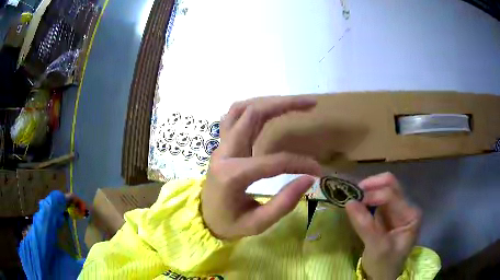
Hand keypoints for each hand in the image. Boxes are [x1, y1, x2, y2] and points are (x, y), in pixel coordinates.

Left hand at [201, 96, 321, 239]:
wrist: (202, 217)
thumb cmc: (228, 224)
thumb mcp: (257, 224)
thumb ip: (283, 203)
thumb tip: (309, 179)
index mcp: (231, 175)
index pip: (274, 161)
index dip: (300, 163)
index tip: (318, 170)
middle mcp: (224, 152)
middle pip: (253, 114)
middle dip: (285, 104)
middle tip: (312, 104)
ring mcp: (221, 144)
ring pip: (242, 108)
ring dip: (269, 101)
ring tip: (294, 102)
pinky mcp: (222, 144)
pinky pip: (235, 115)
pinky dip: (254, 107)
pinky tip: (270, 110)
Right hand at [346, 173, 421, 279]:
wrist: (382, 277)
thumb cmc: (385, 265)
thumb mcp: (377, 248)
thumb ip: (365, 225)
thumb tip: (349, 202)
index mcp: (411, 214)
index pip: (391, 194)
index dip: (372, 195)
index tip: (352, 202)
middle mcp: (406, 207)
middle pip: (390, 184)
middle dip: (370, 186)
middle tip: (352, 194)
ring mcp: (397, 210)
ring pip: (382, 189)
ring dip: (367, 191)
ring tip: (352, 199)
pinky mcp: (387, 215)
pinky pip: (376, 200)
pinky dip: (365, 199)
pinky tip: (357, 205)